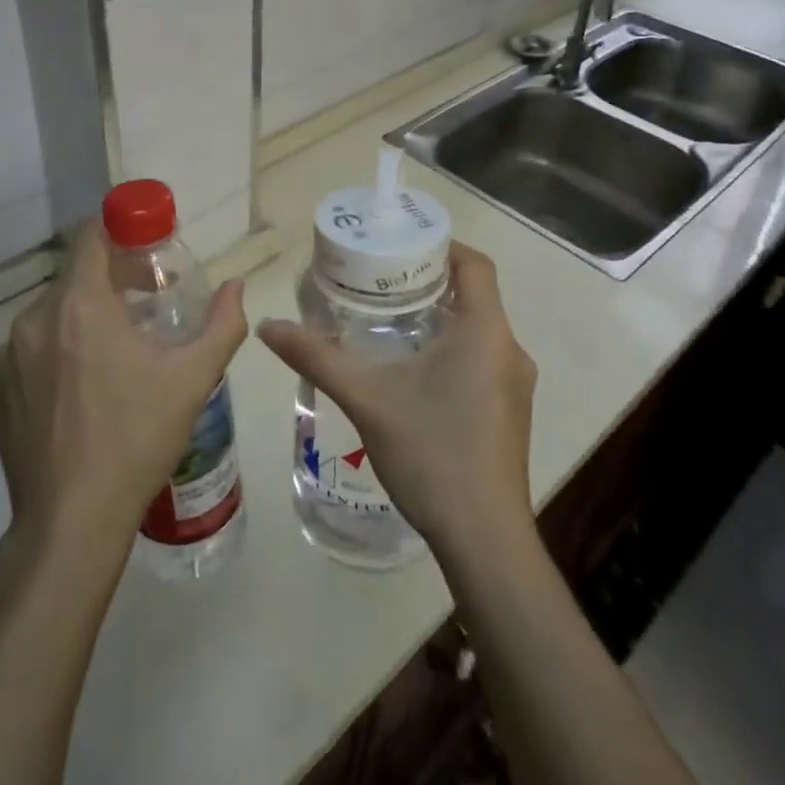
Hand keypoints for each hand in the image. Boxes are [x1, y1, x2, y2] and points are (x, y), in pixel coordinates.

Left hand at [0, 220, 248, 555]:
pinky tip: (86, 388)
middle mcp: (34, 320)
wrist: (71, 522)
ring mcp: (9, 357)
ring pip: (53, 311)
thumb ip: (222, 324)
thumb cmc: (137, 439)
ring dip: (86, 315)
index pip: (90, 235)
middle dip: (113, 279)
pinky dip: (60, 348)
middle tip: (149, 305)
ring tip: (120, 349)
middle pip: (75, 275)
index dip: (120, 231)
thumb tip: (237, 286)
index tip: (148, 249)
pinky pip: (33, 348)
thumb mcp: (193, 379)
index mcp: (79, 306)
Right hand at [259, 242, 535, 555]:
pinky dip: (453, 346)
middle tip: (382, 279)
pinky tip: (414, 369)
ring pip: (480, 329)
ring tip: (390, 318)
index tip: (402, 244)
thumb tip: (268, 325)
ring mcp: (516, 385)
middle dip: (431, 280)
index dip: (442, 245)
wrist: (484, 540)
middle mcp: (510, 350)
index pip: (475, 265)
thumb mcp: (366, 399)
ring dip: (441, 316)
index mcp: (486, 332)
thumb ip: (317, 357)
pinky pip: (484, 358)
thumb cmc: (431, 454)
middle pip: (476, 294)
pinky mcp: (512, 411)